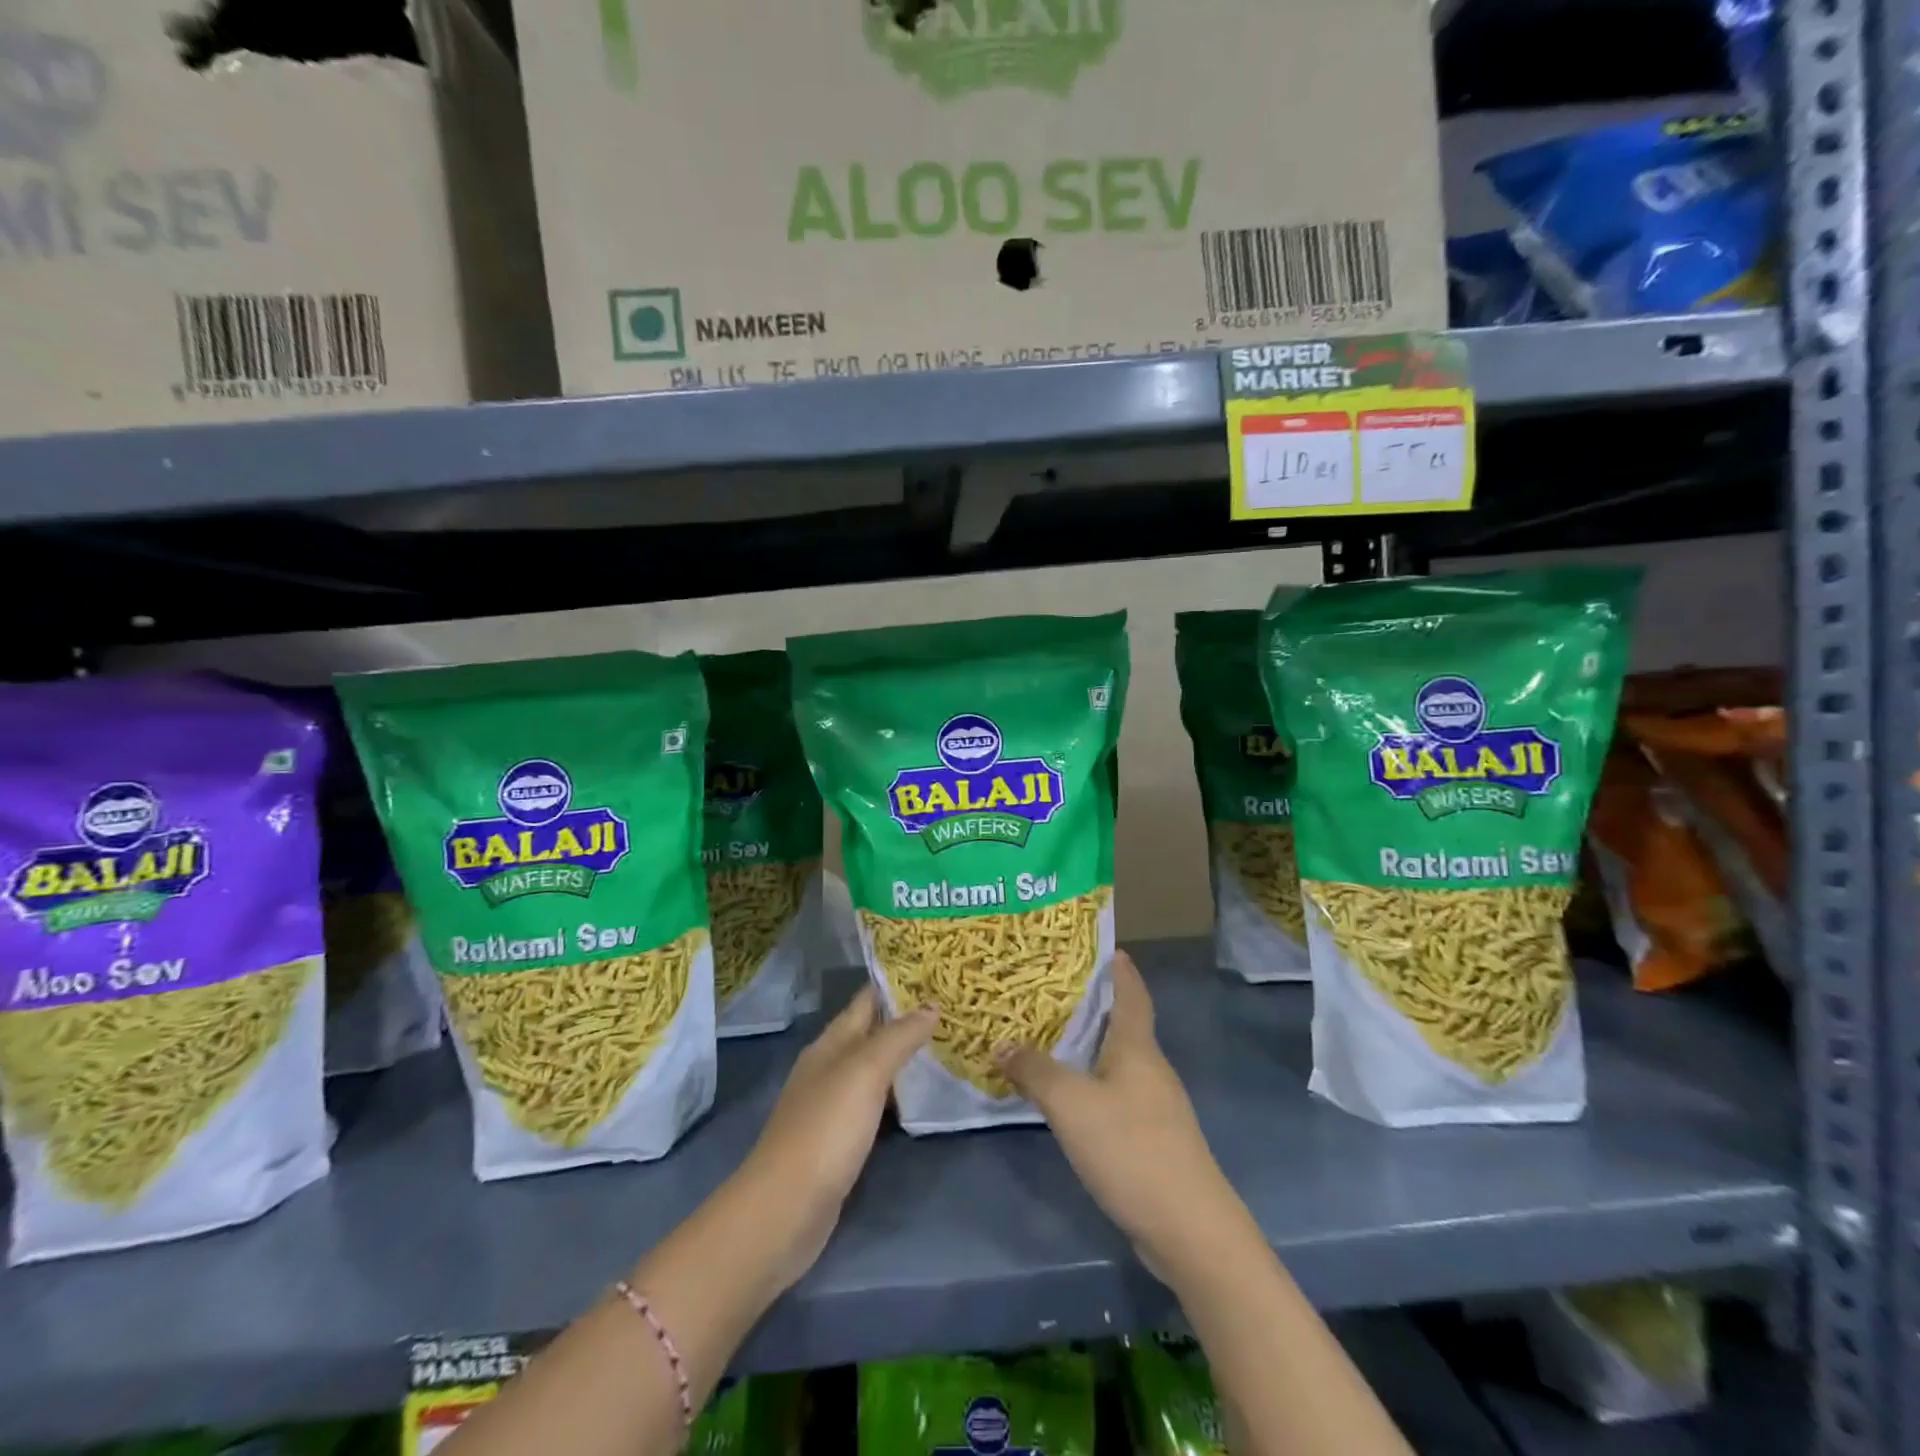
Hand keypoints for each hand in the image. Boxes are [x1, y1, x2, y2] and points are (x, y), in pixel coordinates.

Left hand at [736, 987, 936, 1289]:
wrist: (785, 1210)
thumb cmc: (826, 1128)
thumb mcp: (865, 1072)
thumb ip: (899, 1037)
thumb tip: (931, 1006)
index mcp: (830, 1043)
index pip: (866, 1000)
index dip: (895, 983)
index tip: (934, 972)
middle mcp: (829, 1067)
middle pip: (871, 1033)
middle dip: (905, 1020)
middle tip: (950, 1009)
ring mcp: (831, 1106)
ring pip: (874, 1070)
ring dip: (903, 1058)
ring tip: (945, 1047)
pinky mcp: (838, 1141)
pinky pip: (874, 1105)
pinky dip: (896, 1096)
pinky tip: (919, 1100)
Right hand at [996, 951, 1251, 1284]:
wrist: (1190, 1230)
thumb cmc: (1132, 1149)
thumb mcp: (1071, 1105)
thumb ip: (1035, 1071)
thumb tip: (1002, 1044)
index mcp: (1138, 1047)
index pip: (1131, 992)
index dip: (1119, 967)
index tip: (1102, 945)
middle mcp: (1151, 1068)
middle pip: (1124, 1023)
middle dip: (1094, 1003)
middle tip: (1052, 988)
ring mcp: (1156, 1106)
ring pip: (1118, 1060)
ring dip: (1090, 1045)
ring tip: (1051, 1035)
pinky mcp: (1153, 1138)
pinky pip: (1117, 1093)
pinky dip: (1093, 1082)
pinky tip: (1069, 1095)